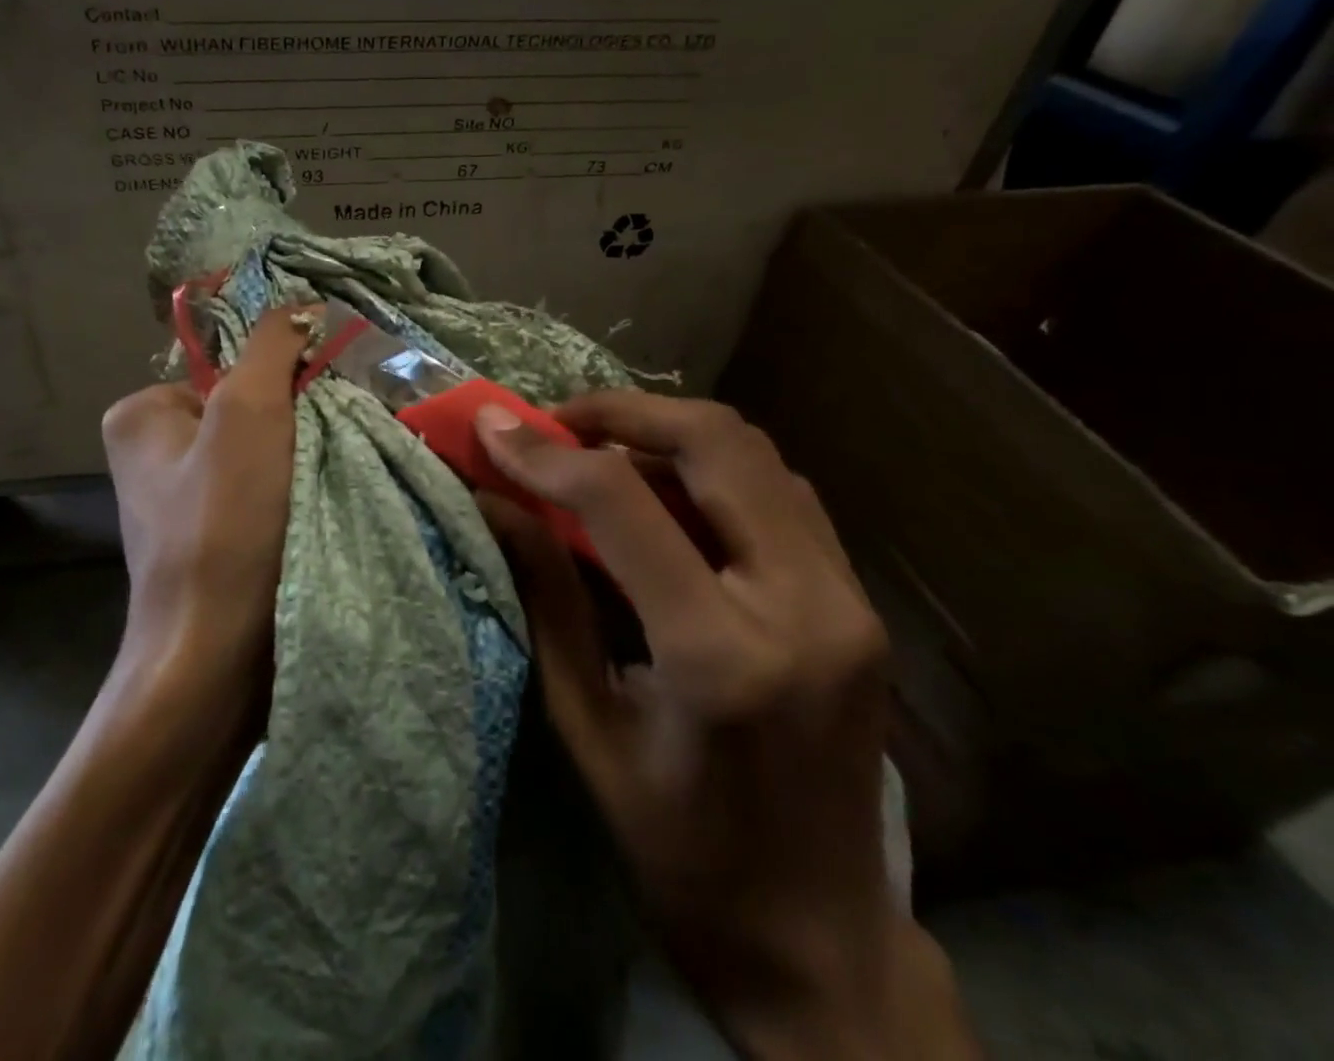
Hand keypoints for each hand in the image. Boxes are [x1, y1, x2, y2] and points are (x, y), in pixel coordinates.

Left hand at [100, 306, 311, 699]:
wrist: (216, 660)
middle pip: (249, 408)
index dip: (285, 380)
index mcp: (141, 413)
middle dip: (297, 422)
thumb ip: (273, 347)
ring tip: (330, 483)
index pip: (233, 367)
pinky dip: (296, 495)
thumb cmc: (224, 526)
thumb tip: (302, 303)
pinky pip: (265, 492)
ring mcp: (182, 500)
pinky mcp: (213, 540)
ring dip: (304, 460)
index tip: (322, 408)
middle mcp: (153, 451)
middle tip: (328, 448)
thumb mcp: (248, 414)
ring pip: (265, 452)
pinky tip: (321, 512)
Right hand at [476, 391, 976, 1057]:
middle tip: (555, 423)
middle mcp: (803, 606)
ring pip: (755, 452)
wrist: (821, 943)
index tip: (492, 426)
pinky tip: (665, 491)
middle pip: (715, 441)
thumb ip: (545, 596)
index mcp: (719, 655)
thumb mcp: (586, 725)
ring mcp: (848, 599)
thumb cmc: (679, 851)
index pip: (623, 502)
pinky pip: (780, 491)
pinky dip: (711, 467)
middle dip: (621, 410)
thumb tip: (493, 502)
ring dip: (667, 430)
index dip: (546, 452)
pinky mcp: (859, 602)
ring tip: (599, 448)